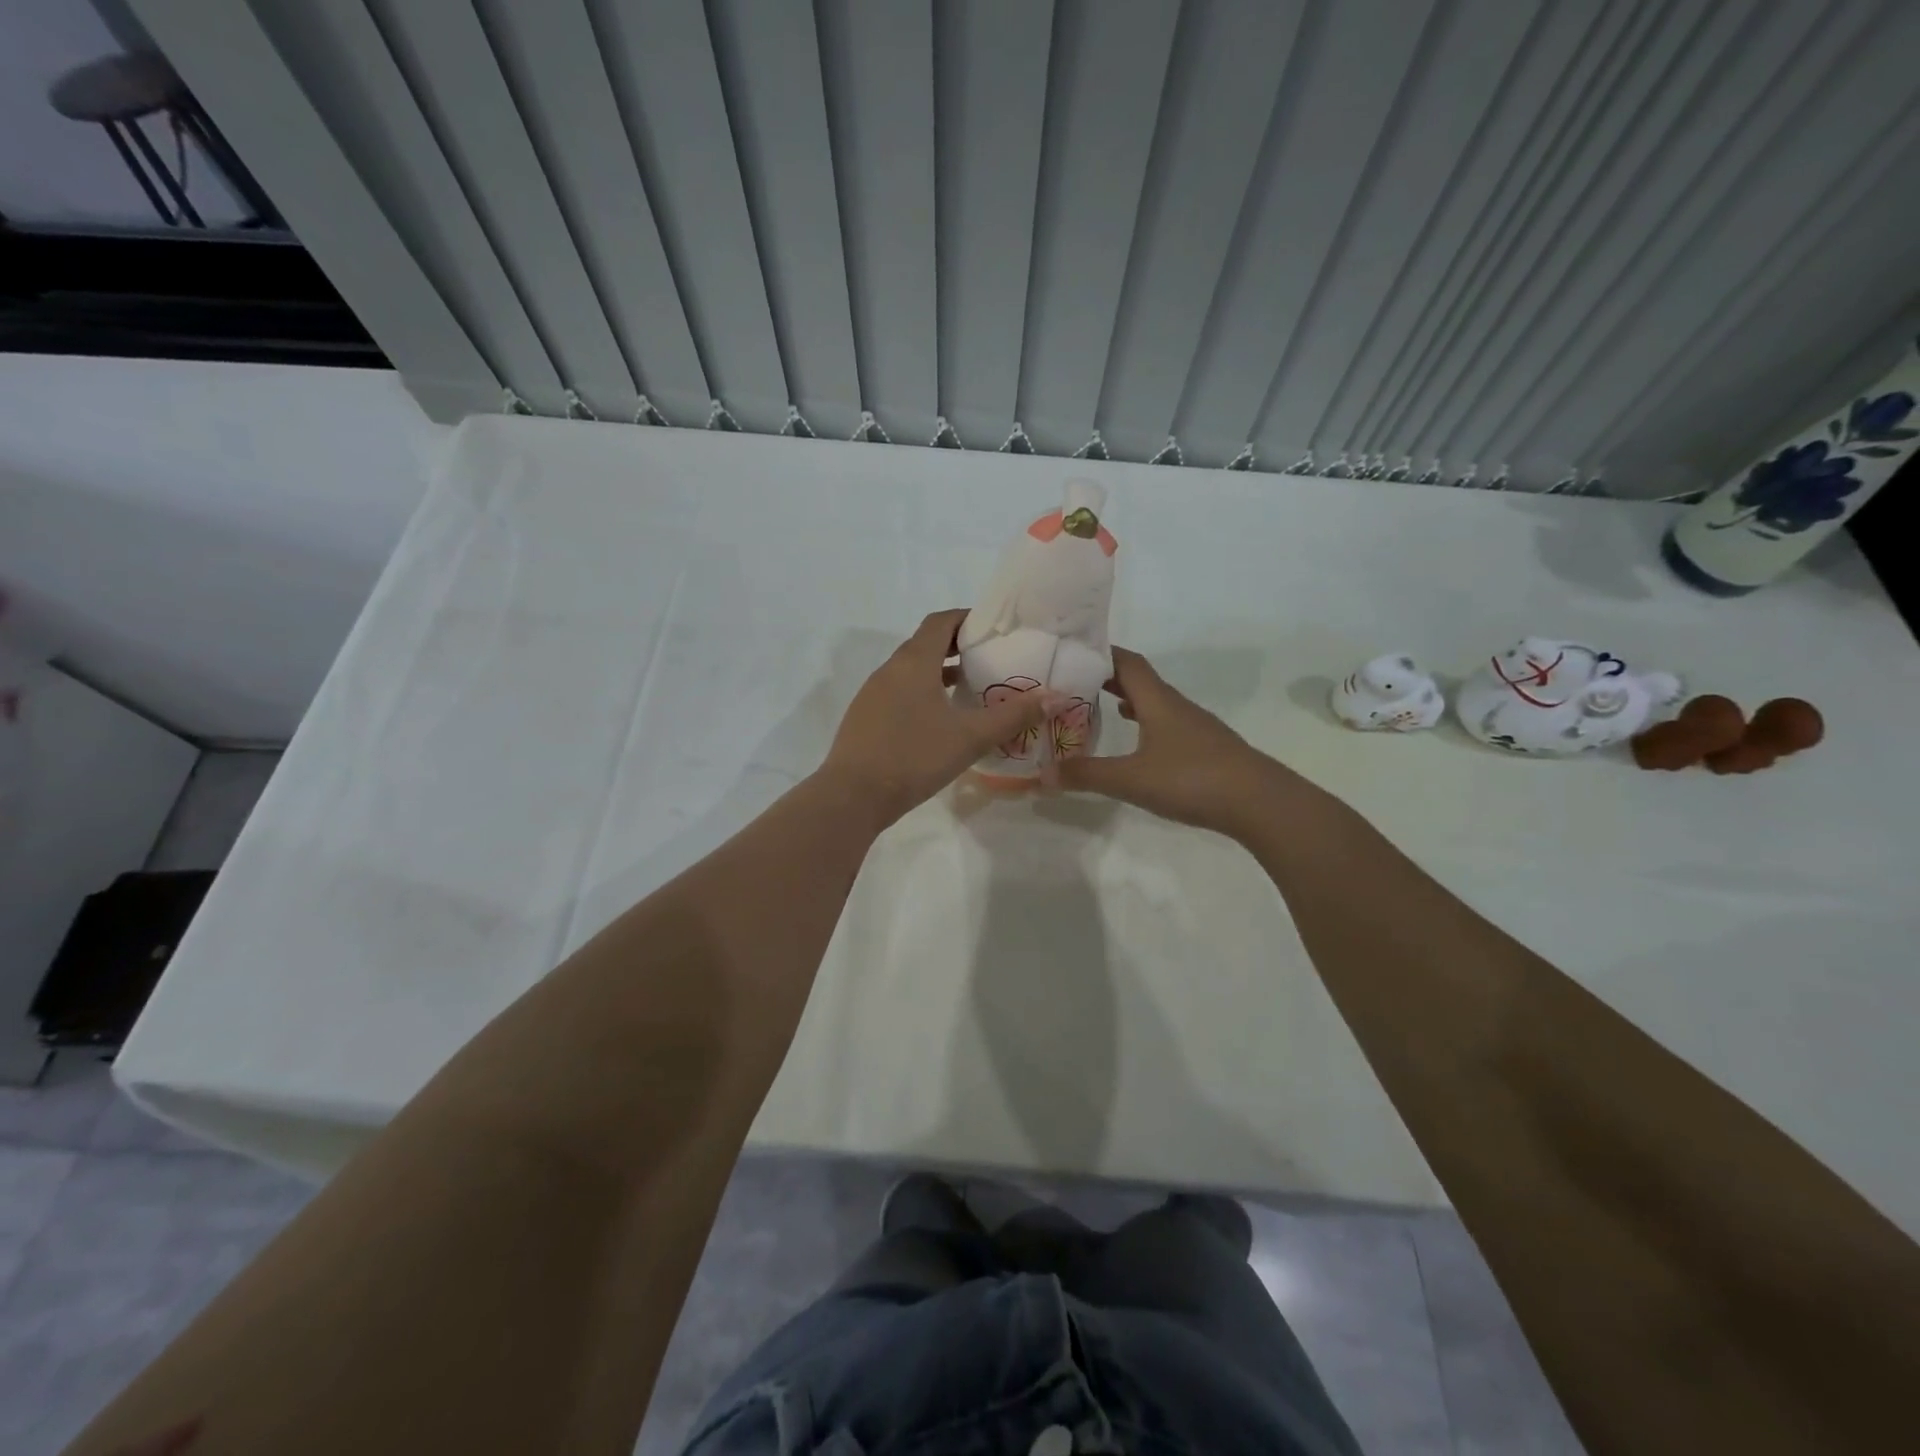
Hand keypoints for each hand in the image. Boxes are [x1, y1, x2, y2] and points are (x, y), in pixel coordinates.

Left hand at [819, 609, 1065, 825]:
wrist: (852, 796)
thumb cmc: (914, 756)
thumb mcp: (970, 737)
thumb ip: (1013, 715)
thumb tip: (1056, 696)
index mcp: (913, 662)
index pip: (940, 622)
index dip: (966, 618)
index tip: (993, 628)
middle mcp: (890, 670)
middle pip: (925, 644)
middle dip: (957, 647)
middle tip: (990, 660)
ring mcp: (873, 694)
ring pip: (911, 671)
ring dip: (939, 673)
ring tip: (971, 689)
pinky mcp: (865, 718)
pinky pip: (899, 693)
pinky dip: (922, 693)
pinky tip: (940, 721)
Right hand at [1056, 647, 1285, 836]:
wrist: (1260, 803)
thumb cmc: (1192, 779)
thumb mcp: (1131, 779)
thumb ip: (1086, 775)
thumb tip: (1041, 774)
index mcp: (1158, 701)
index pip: (1126, 663)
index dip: (1100, 653)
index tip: (1071, 652)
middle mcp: (1176, 706)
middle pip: (1139, 680)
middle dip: (1106, 677)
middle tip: (1073, 682)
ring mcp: (1194, 727)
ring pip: (1154, 703)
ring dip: (1126, 700)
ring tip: (1096, 707)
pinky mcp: (1204, 749)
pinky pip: (1165, 724)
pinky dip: (1144, 724)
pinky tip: (1137, 741)